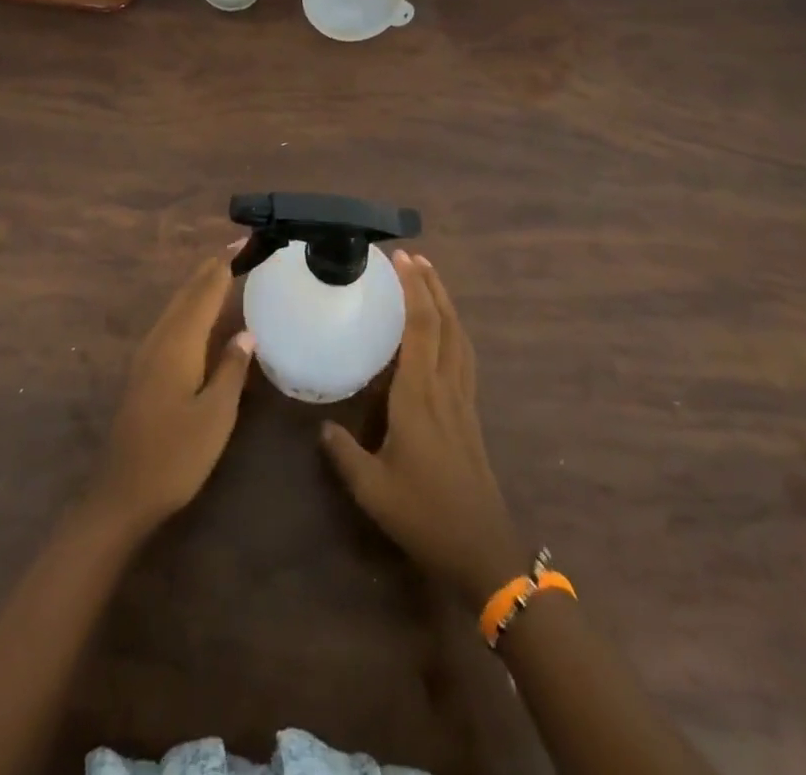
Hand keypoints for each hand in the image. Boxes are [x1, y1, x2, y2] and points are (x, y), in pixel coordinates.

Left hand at [88, 246, 255, 535]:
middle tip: (239, 249)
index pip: (204, 292)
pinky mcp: (143, 370)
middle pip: (187, 293)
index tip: (244, 241)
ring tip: (224, 271)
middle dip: (211, 268)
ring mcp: (147, 354)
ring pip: (176, 306)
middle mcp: (159, 339)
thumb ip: (231, 369)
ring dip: (199, 285)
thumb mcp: (215, 415)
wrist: (122, 493)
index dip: (224, 265)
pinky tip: (201, 316)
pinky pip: (171, 322)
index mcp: (179, 344)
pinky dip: (190, 306)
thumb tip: (246, 333)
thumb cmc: (176, 456)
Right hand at [320, 252, 526, 603]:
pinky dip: (454, 330)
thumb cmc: (423, 514)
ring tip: (430, 280)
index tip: (400, 259)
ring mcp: (463, 399)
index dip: (413, 289)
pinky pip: (464, 356)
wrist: (482, 549)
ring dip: (446, 303)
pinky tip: (445, 332)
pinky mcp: (470, 413)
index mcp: (420, 395)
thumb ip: (343, 452)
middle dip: (431, 285)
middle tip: (414, 256)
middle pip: (445, 323)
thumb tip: (323, 425)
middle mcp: (445, 387)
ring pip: (459, 337)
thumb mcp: (372, 488)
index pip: (420, 328)